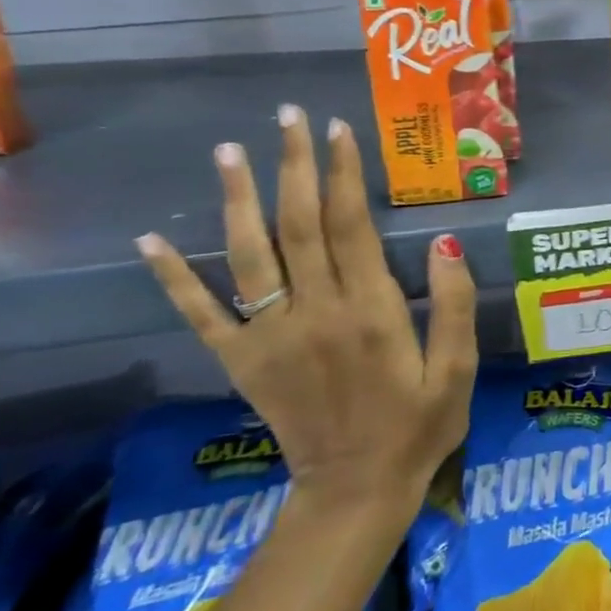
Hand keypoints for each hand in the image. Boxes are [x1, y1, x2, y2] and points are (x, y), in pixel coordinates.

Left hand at [135, 105, 477, 515]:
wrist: (356, 491)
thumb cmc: (420, 426)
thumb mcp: (458, 369)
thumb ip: (453, 304)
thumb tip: (447, 241)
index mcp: (371, 311)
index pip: (351, 226)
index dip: (343, 174)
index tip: (339, 130)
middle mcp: (315, 313)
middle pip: (298, 226)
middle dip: (293, 166)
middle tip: (287, 118)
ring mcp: (270, 337)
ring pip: (250, 255)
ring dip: (239, 200)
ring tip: (229, 152)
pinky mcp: (243, 362)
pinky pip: (202, 315)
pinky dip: (175, 278)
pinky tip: (151, 241)